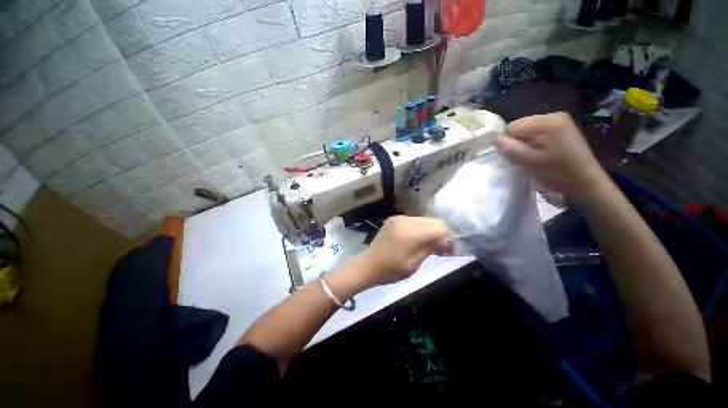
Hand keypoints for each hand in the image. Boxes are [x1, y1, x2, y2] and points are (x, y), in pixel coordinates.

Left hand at [354, 216, 452, 287]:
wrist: (368, 264)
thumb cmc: (391, 269)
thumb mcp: (414, 263)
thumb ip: (430, 247)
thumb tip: (445, 241)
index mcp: (411, 232)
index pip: (440, 227)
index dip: (449, 238)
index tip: (450, 251)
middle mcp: (406, 220)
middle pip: (434, 221)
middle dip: (441, 234)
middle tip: (442, 249)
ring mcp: (399, 218)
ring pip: (425, 220)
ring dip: (431, 231)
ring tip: (431, 245)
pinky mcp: (395, 219)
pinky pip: (414, 221)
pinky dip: (421, 229)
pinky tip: (419, 239)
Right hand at [492, 112, 607, 200]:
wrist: (586, 182)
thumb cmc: (560, 173)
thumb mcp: (533, 163)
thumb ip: (513, 150)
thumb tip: (494, 140)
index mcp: (549, 122)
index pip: (514, 127)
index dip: (508, 142)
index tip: (513, 156)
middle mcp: (554, 116)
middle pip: (521, 126)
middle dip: (516, 141)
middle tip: (522, 157)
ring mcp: (559, 121)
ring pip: (527, 130)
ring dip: (523, 143)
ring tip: (530, 157)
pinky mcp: (561, 129)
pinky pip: (536, 132)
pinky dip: (532, 143)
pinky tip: (537, 154)